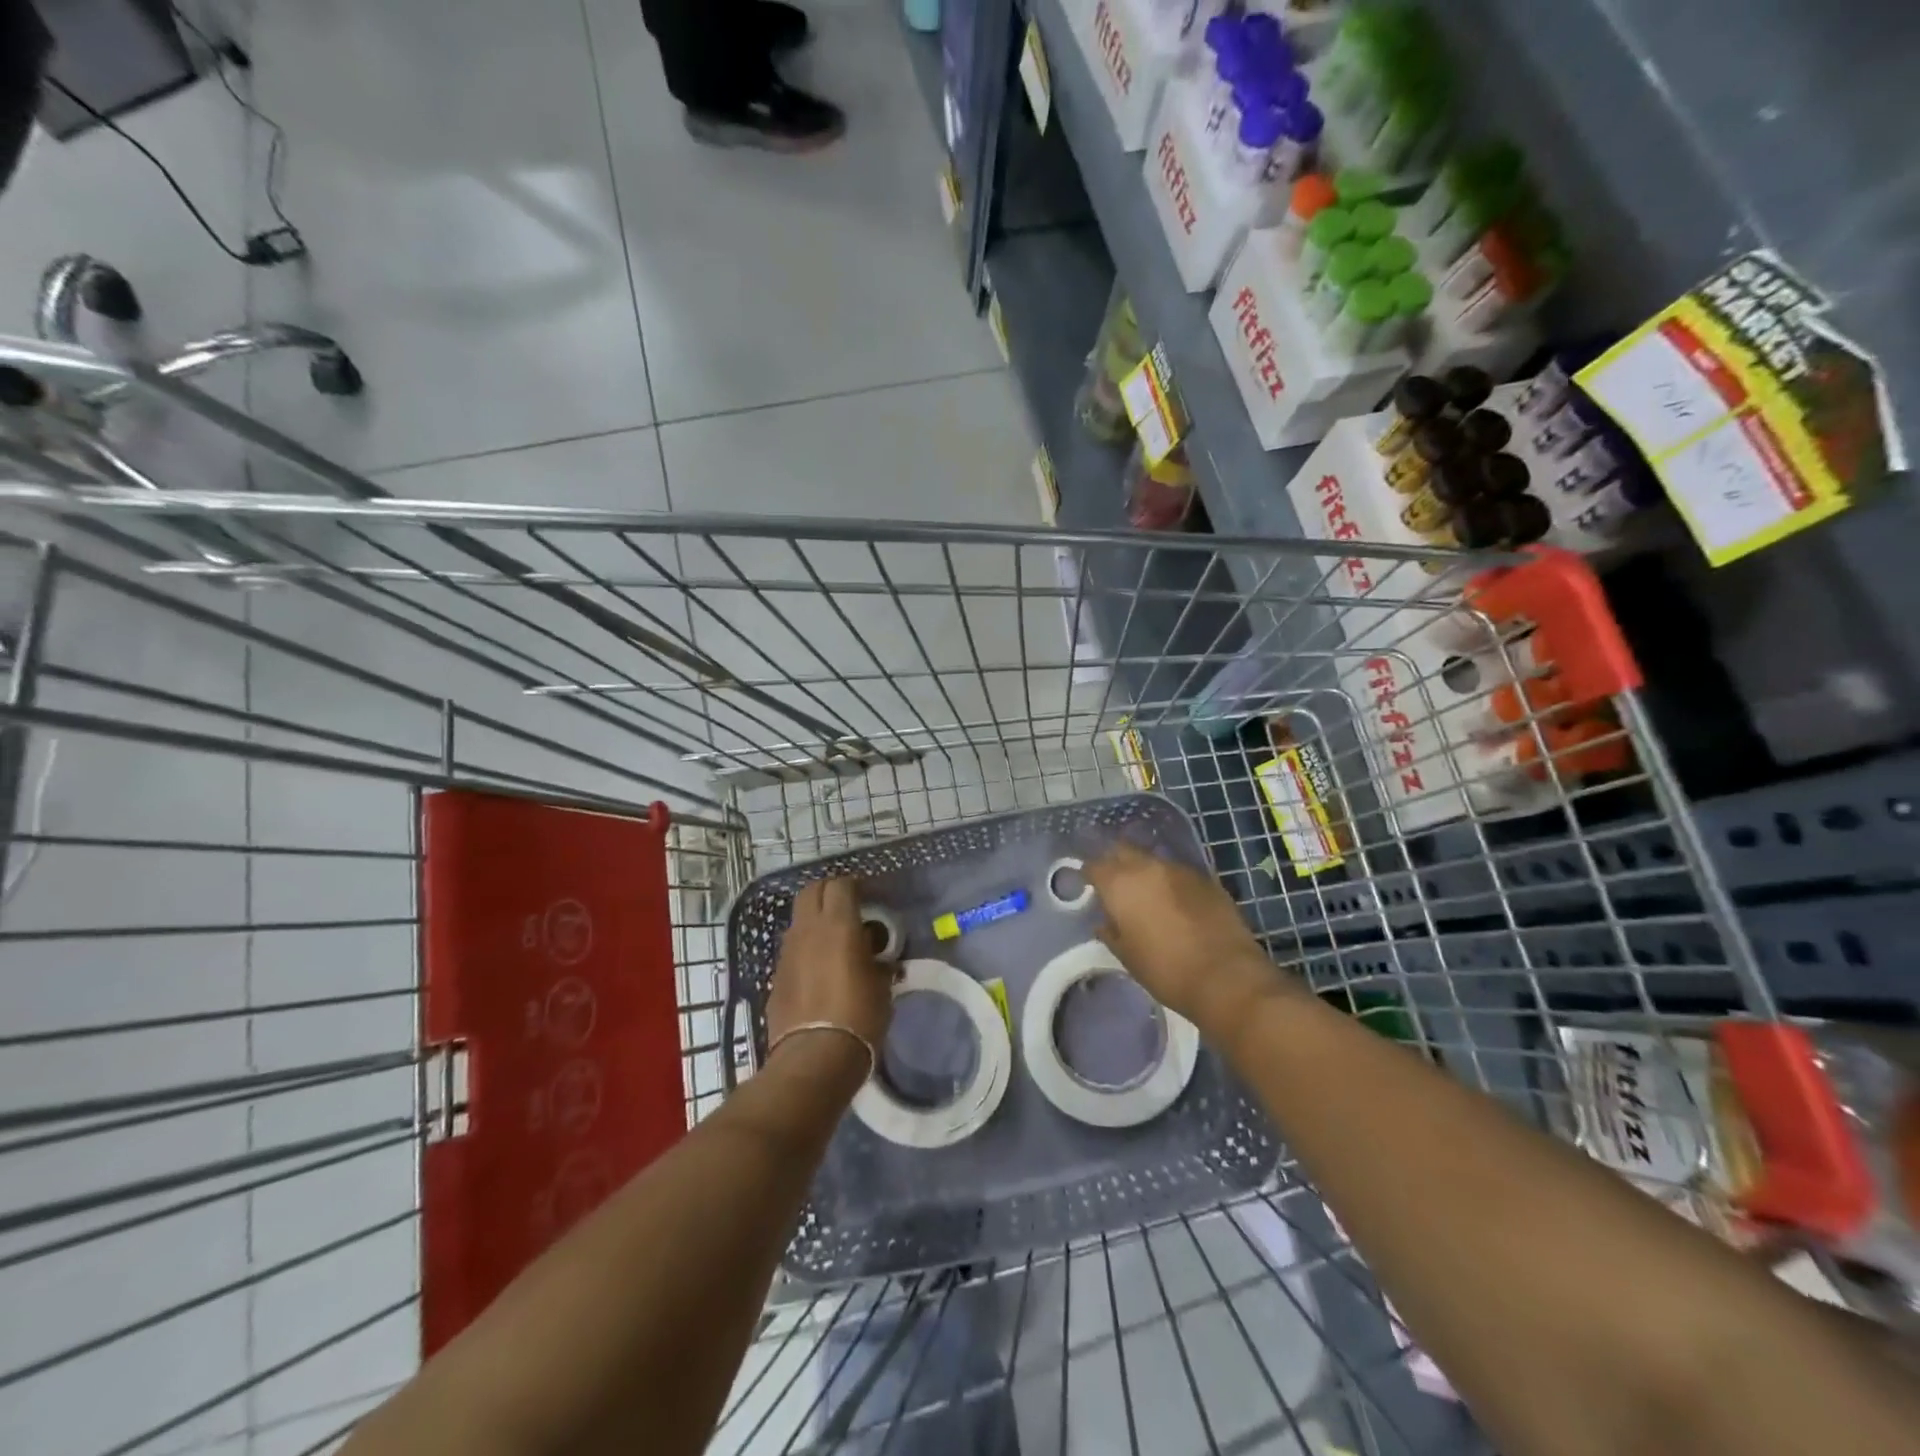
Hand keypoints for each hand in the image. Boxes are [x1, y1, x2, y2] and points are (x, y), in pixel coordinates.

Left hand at [766, 877, 892, 1078]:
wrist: (814, 1057)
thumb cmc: (859, 1017)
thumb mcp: (882, 986)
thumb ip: (878, 961)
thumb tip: (875, 954)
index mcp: (838, 925)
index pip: (841, 884)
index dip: (856, 885)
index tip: (870, 896)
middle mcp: (808, 930)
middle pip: (812, 891)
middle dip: (829, 892)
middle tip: (849, 907)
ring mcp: (787, 952)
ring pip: (799, 919)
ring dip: (815, 920)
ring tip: (836, 940)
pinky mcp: (777, 975)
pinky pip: (792, 949)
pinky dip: (806, 947)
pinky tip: (821, 969)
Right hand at [1084, 843, 1280, 1028]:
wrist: (1226, 977)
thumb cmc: (1166, 970)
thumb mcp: (1126, 956)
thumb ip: (1111, 932)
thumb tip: (1105, 923)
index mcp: (1121, 883)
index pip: (1094, 865)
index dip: (1088, 874)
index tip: (1086, 886)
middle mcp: (1148, 867)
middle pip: (1123, 851)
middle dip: (1115, 863)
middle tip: (1114, 885)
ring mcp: (1180, 870)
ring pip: (1153, 861)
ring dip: (1144, 872)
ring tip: (1146, 896)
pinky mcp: (1207, 880)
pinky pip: (1178, 875)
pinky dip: (1170, 884)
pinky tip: (1174, 904)